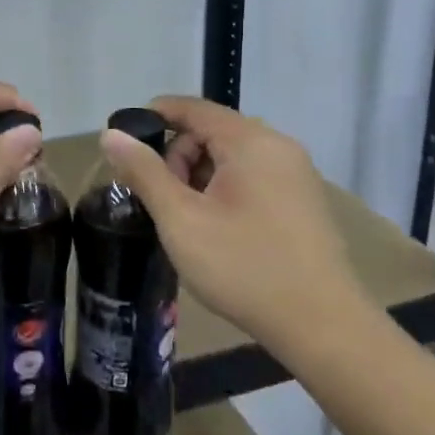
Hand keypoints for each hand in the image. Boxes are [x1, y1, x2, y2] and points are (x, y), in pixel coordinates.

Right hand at [98, 96, 360, 348]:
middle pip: (213, 131)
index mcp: (250, 141)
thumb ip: (144, 172)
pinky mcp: (304, 201)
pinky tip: (217, 229)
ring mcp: (297, 174)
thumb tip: (111, 134)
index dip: (154, 116)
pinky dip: (225, 190)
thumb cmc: (244, 267)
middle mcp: (278, 146)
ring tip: (187, 220)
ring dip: (200, 177)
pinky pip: (254, 177)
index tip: (124, 142)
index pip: (193, 108)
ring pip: (233, 157)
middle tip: (161, 200)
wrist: (323, 326)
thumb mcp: (181, 219)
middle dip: (178, 157)